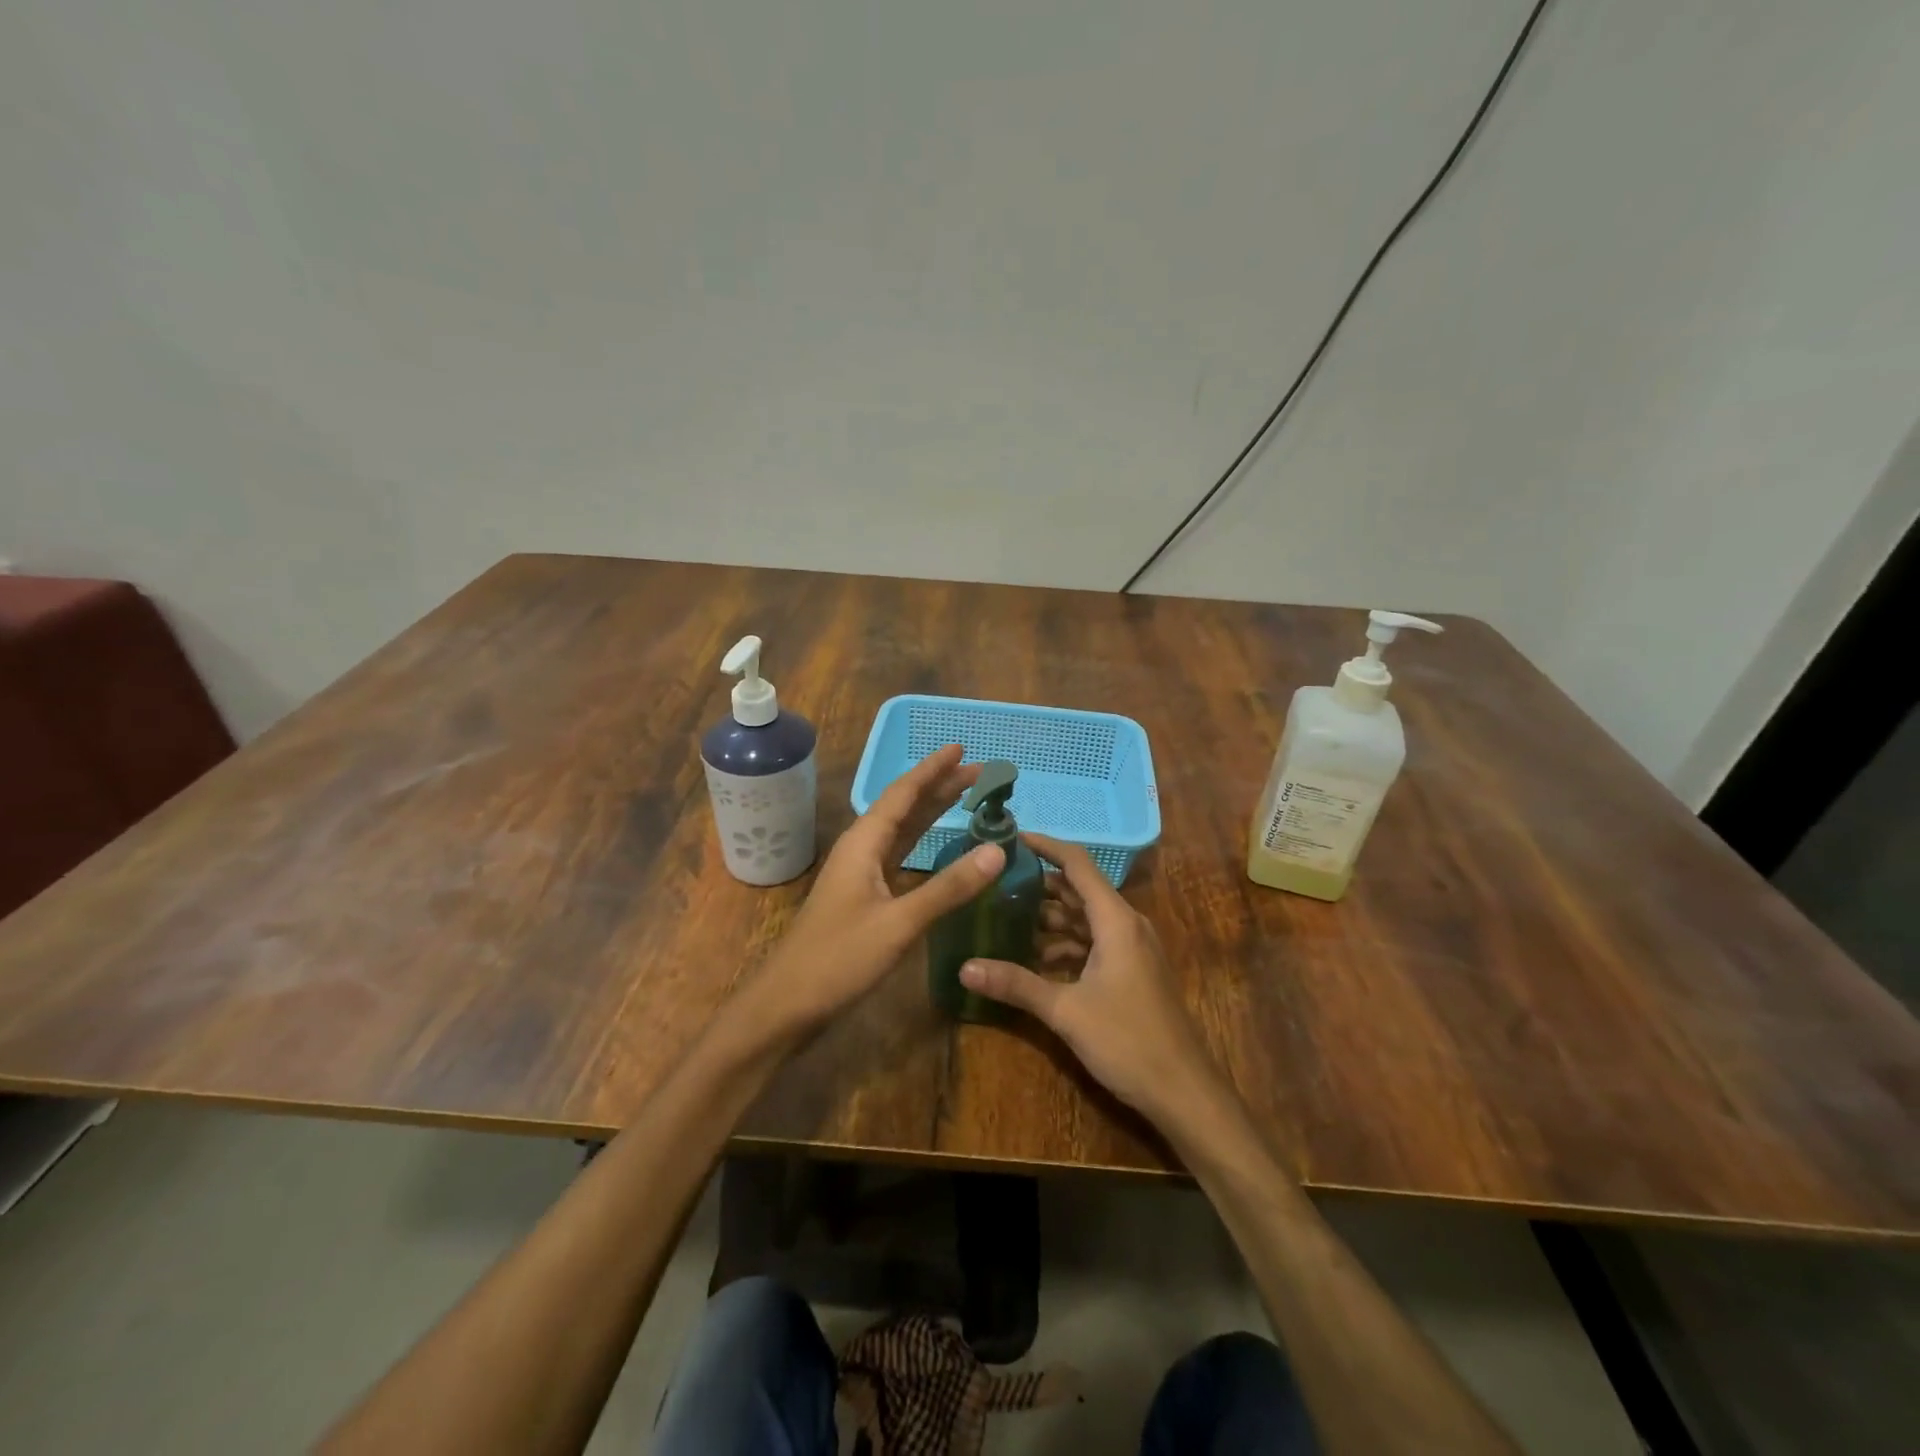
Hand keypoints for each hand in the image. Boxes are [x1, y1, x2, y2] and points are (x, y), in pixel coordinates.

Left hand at [742, 745, 1006, 1040]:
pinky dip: (923, 843)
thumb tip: (997, 852)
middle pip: (904, 807)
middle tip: (979, 772)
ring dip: (932, 812)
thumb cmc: (838, 959)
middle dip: (939, 786)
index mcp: (864, 843)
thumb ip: (948, 888)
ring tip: (965, 796)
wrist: (787, 1004)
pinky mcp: (864, 897)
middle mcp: (861, 850)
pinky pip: (899, 856)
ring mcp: (860, 874)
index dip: (933, 770)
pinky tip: (939, 846)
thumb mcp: (899, 924)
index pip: (903, 793)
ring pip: (902, 831)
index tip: (962, 749)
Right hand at [959, 833, 1222, 1124]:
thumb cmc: (1128, 1041)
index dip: (1045, 846)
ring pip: (1085, 919)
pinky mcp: (1131, 971)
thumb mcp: (1066, 1011)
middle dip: (1039, 885)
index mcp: (1115, 920)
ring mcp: (1132, 948)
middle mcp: (1126, 924)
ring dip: (1049, 918)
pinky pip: (1093, 943)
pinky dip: (1064, 944)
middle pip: (1078, 890)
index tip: (1011, 838)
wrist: (1184, 1091)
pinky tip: (1033, 959)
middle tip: (994, 883)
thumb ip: (1016, 985)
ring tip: (1004, 918)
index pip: (1077, 864)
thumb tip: (964, 968)